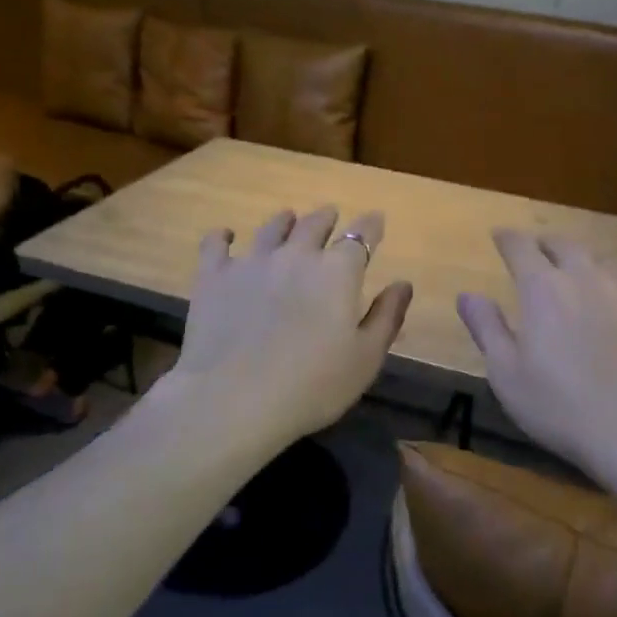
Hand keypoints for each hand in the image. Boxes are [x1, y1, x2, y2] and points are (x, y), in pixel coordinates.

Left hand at [171, 206, 412, 448]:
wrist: (234, 399)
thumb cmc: (312, 385)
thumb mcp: (365, 358)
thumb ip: (386, 317)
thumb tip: (403, 284)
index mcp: (338, 272)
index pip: (361, 236)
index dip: (371, 225)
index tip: (376, 220)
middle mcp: (296, 255)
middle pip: (315, 224)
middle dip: (327, 218)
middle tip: (331, 216)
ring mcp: (251, 262)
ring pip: (271, 228)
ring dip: (284, 221)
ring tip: (288, 219)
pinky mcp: (213, 277)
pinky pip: (216, 244)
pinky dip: (223, 236)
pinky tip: (225, 236)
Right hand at [458, 231, 616, 480]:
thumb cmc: (562, 408)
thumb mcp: (507, 375)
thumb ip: (486, 328)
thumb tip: (467, 294)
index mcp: (542, 288)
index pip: (519, 246)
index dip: (507, 238)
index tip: (500, 237)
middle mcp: (585, 275)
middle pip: (563, 244)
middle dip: (545, 245)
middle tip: (538, 254)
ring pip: (601, 260)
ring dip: (584, 264)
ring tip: (580, 278)